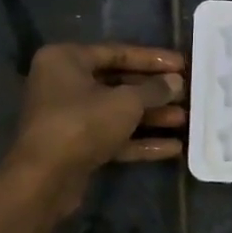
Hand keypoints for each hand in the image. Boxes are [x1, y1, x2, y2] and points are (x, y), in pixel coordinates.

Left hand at [3, 43, 187, 213]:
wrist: (44, 180)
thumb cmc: (82, 124)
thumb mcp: (125, 102)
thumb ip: (153, 89)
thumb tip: (176, 82)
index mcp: (66, 59)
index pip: (117, 52)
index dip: (152, 59)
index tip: (182, 64)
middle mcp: (63, 83)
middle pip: (118, 83)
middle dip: (154, 91)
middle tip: (187, 93)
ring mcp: (68, 117)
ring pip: (116, 112)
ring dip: (150, 117)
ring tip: (185, 120)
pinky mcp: (75, 146)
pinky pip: (112, 136)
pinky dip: (139, 141)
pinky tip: (173, 148)